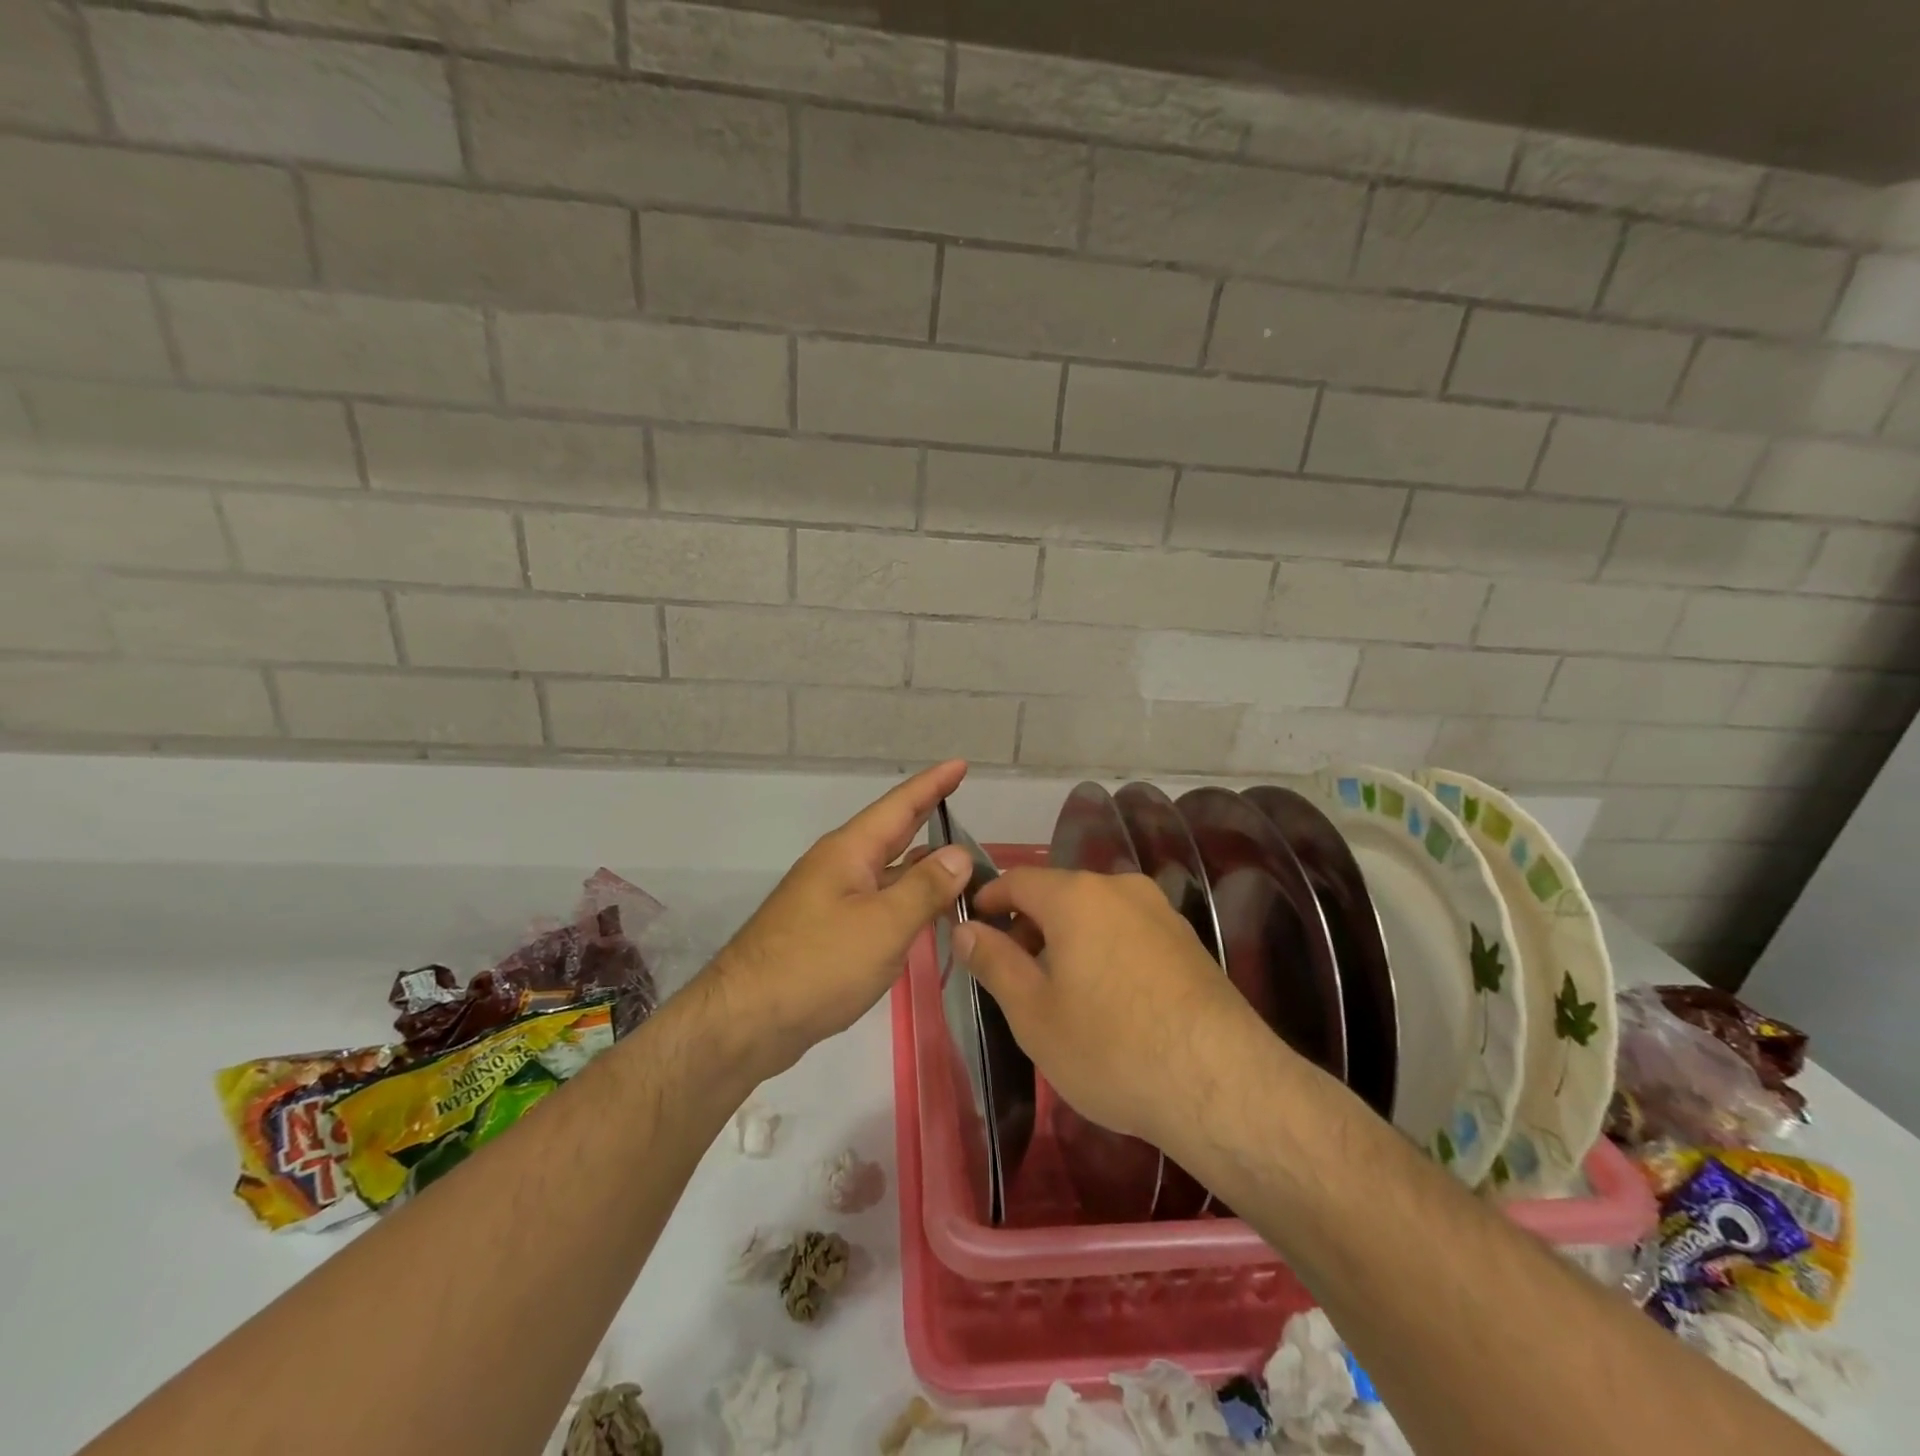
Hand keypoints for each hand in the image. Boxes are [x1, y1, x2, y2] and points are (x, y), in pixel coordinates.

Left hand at [703, 761, 973, 1079]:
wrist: (745, 1020)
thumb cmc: (817, 965)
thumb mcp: (883, 925)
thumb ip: (925, 887)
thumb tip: (959, 853)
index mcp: (849, 852)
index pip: (900, 806)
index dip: (933, 784)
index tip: (961, 764)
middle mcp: (838, 867)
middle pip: (892, 833)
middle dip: (927, 816)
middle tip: (963, 803)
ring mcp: (830, 900)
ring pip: (885, 871)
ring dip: (921, 865)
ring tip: (960, 863)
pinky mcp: (827, 932)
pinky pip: (877, 902)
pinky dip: (905, 900)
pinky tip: (924, 914)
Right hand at [959, 868, 1266, 1150]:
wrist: (1222, 1085)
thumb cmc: (1110, 1047)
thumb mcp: (1033, 1012)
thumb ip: (993, 961)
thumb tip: (964, 929)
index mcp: (1077, 895)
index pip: (1018, 880)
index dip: (988, 900)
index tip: (970, 928)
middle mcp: (1121, 889)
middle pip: (1059, 894)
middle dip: (1028, 925)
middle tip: (1010, 972)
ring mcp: (1161, 912)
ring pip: (1096, 913)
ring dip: (1067, 939)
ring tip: (1057, 991)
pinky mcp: (1188, 942)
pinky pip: (1129, 932)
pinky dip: (1103, 950)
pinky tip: (1107, 1000)